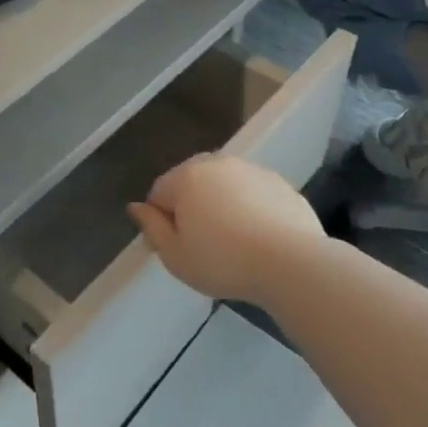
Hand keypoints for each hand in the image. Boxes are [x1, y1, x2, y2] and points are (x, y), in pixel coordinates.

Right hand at [127, 153, 324, 305]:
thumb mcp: (175, 256)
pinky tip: (259, 240)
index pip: (158, 193)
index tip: (176, 249)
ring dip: (221, 207)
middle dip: (191, 209)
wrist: (291, 263)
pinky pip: (253, 195)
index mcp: (187, 176)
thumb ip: (151, 228)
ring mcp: (252, 170)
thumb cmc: (223, 262)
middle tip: (203, 247)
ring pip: (224, 187)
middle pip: (191, 184)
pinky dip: (250, 210)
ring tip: (234, 245)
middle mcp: (217, 163)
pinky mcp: (280, 184)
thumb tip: (136, 207)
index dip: (161, 222)